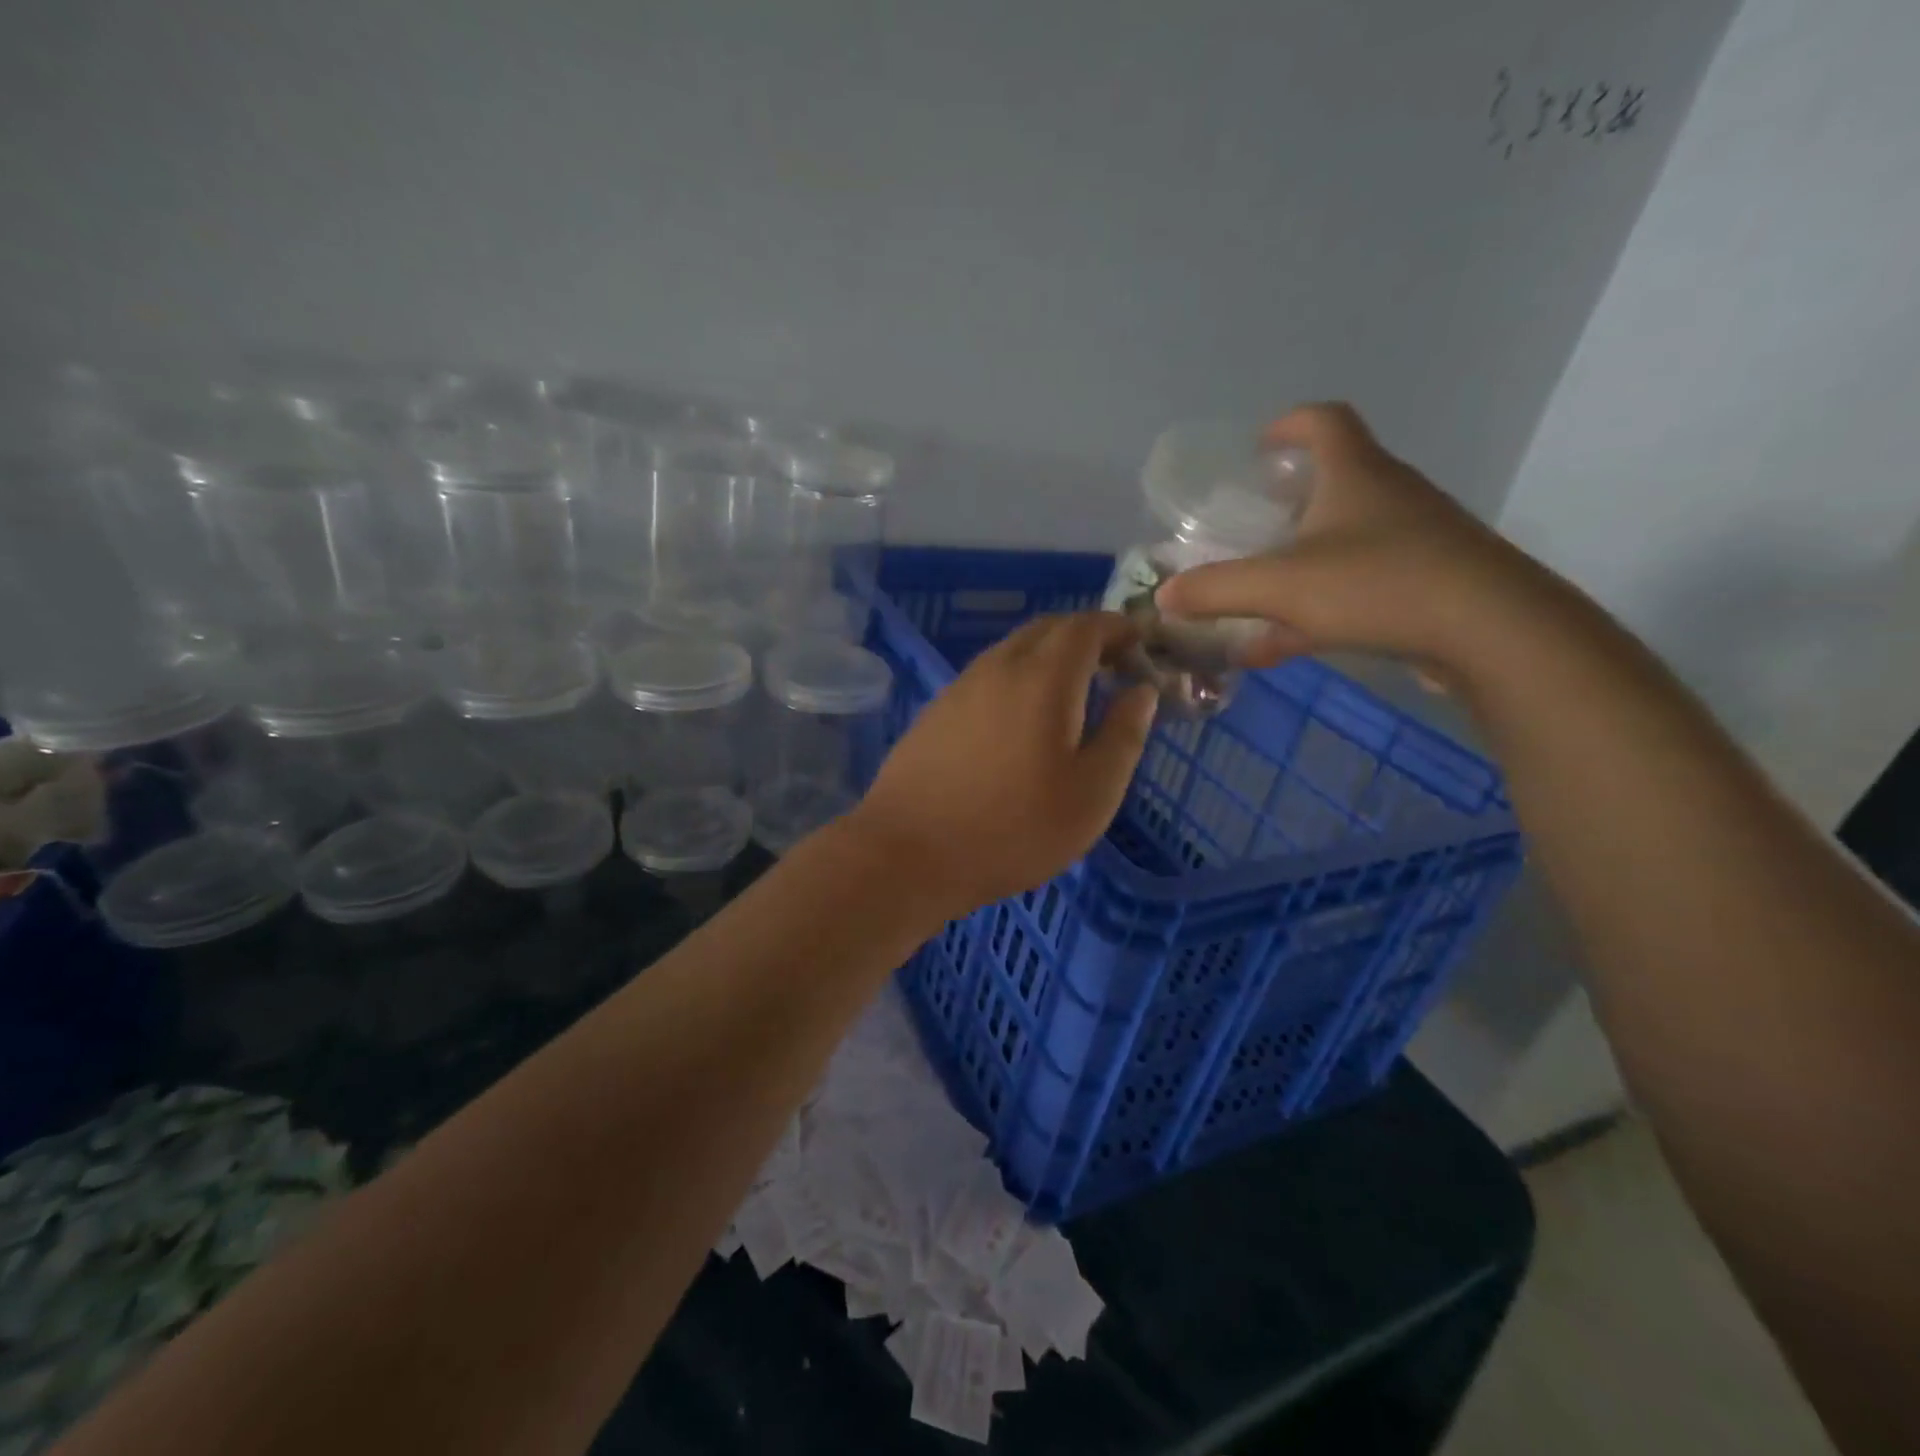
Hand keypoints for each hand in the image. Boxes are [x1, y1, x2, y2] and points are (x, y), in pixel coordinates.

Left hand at [849, 613, 1157, 919]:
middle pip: (1047, 629)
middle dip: (1085, 637)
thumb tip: (1141, 690)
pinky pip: (988, 677)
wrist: (908, 853)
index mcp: (1043, 677)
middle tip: (1113, 668)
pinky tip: (1021, 722)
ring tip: (1072, 696)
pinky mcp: (936, 712)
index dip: (1119, 628)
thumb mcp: (1092, 793)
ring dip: (1048, 658)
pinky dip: (1017, 679)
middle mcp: (998, 667)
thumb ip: (1124, 735)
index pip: (1086, 626)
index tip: (1142, 645)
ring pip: (1013, 651)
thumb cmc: (1014, 828)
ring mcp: (960, 687)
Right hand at [1154, 403, 1553, 678]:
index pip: (1324, 421)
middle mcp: (1388, 496)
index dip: (1288, 426)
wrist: (1491, 631)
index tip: (1257, 446)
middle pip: (1336, 479)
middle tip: (1251, 523)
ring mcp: (1413, 541)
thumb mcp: (1280, 586)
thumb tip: (1165, 595)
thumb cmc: (1379, 584)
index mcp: (1356, 474)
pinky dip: (1316, 608)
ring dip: (1300, 559)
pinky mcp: (1426, 584)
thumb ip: (1216, 589)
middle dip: (1289, 498)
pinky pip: (1358, 587)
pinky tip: (1277, 647)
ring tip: (1257, 590)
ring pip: (1345, 539)